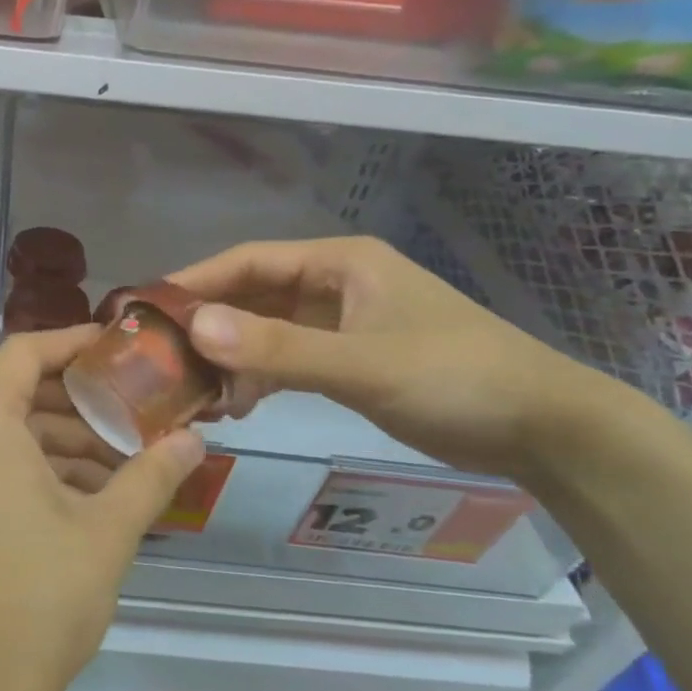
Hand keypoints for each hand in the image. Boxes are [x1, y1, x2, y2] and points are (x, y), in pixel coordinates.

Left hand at [0, 327, 204, 690]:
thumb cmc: (37, 595)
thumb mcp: (106, 530)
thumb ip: (151, 474)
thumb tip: (195, 439)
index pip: (25, 352)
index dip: (75, 344)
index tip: (122, 349)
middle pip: (20, 395)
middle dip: (82, 405)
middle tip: (140, 414)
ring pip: (9, 436)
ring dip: (66, 445)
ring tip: (128, 466)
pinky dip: (39, 472)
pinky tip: (91, 499)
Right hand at [170, 237, 626, 481]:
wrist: (545, 429)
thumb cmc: (456, 378)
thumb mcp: (363, 364)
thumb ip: (279, 349)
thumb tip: (194, 327)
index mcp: (338, 263)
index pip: (247, 261)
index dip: (195, 282)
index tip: (146, 309)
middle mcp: (333, 283)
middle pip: (251, 295)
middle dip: (208, 325)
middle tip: (159, 358)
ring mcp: (341, 322)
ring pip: (265, 330)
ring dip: (230, 357)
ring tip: (193, 391)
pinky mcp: (349, 357)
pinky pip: (286, 358)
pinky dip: (258, 377)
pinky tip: (235, 404)